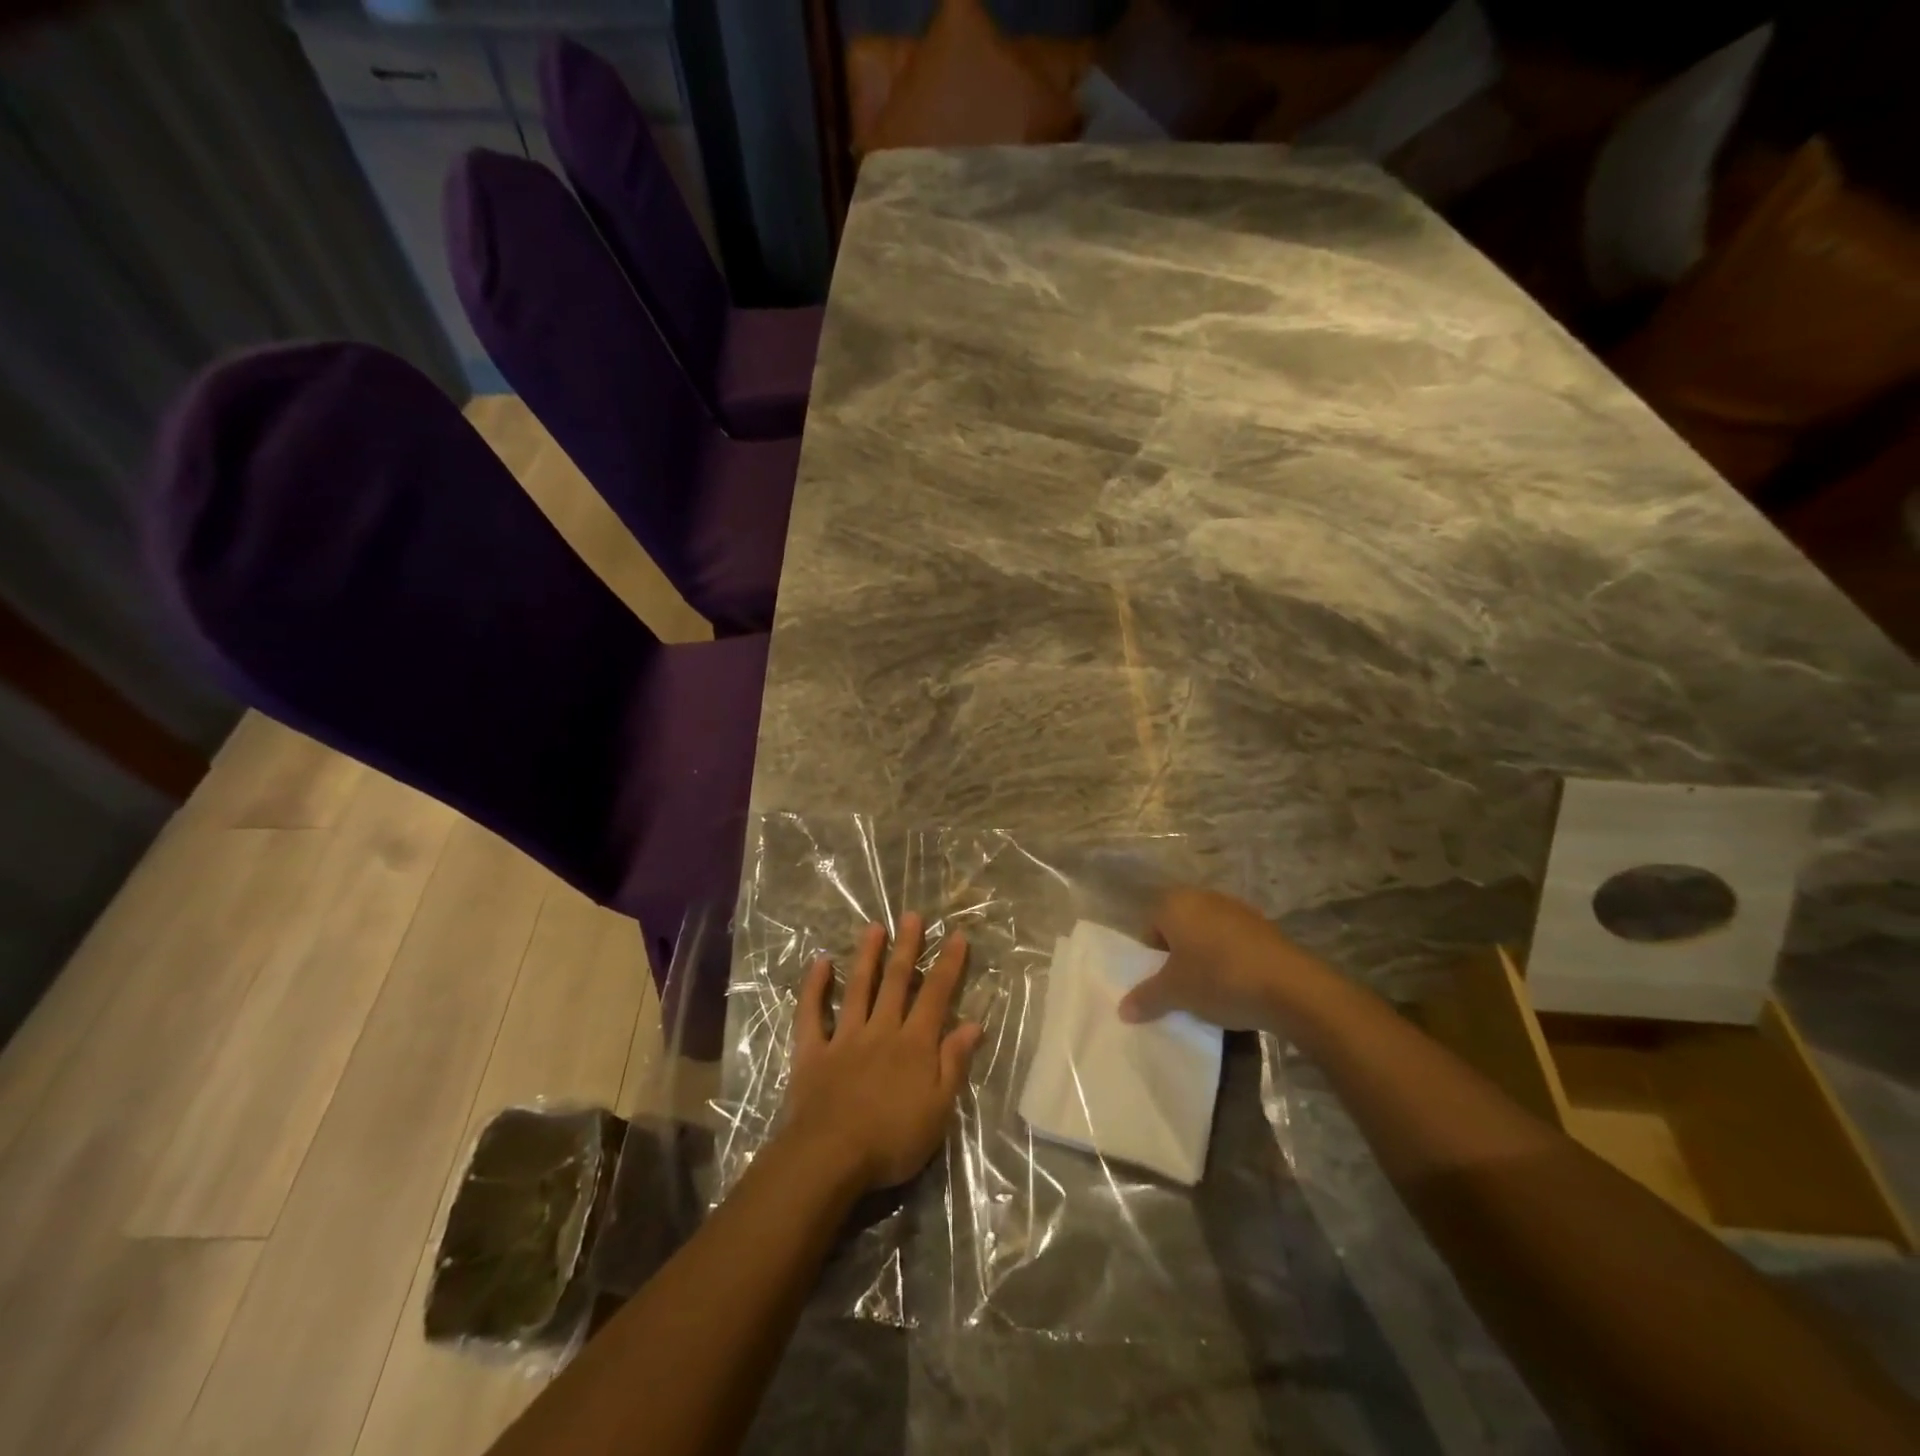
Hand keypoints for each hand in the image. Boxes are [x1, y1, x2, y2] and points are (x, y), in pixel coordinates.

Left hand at [782, 914, 982, 1191]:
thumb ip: (954, 1063)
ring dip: (867, 956)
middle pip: (897, 982)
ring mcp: (844, 1037)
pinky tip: (819, 963)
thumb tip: (973, 1023)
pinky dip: (814, 988)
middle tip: (911, 916)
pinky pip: (811, 1014)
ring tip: (873, 927)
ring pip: (857, 988)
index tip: (957, 935)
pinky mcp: (812, 1052)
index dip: (948, 964)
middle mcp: (881, 1030)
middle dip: (907, 947)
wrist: (830, 1156)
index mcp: (914, 1044)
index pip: (936, 995)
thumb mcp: (938, 1109)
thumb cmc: (892, 1140)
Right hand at [1119, 886, 1326, 1030]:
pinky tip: (1239, 987)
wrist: (1291, 987)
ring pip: (1207, 935)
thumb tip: (1122, 1010)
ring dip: (1205, 958)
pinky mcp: (1264, 927)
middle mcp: (1204, 897)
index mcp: (1176, 903)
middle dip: (1178, 956)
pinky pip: (1234, 942)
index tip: (1162, 983)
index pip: (1150, 926)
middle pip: (1179, 928)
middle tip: (1183, 988)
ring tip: (1212, 991)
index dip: (1152, 957)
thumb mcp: (1175, 993)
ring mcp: (1237, 909)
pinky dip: (1231, 960)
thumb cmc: (1219, 979)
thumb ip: (1146, 998)